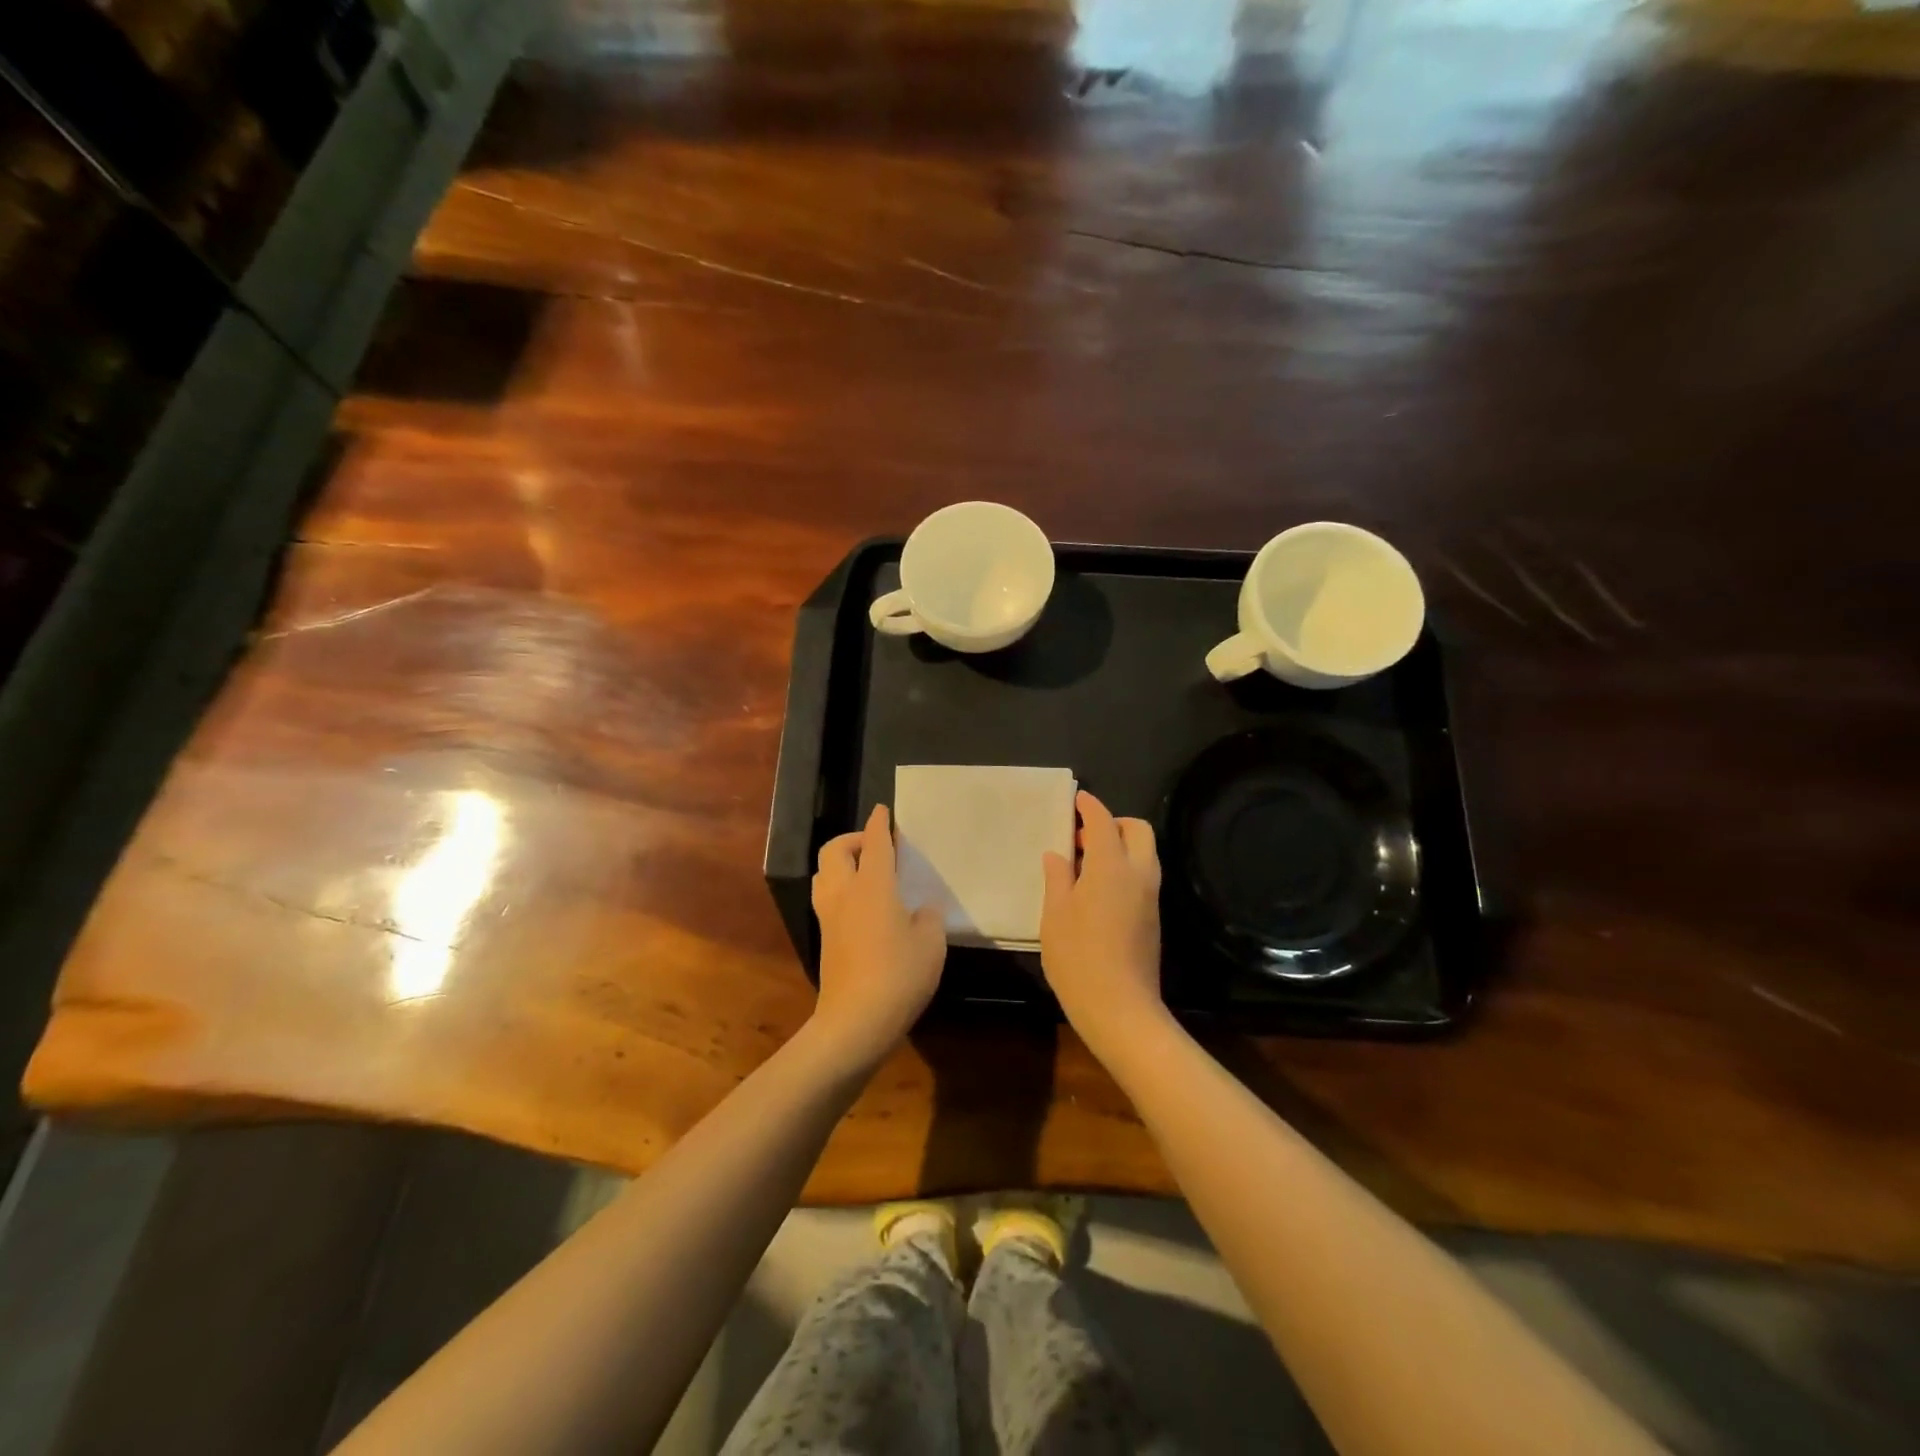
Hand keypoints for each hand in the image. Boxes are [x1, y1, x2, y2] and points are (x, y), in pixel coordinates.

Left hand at [809, 804, 945, 1067]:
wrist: (855, 1022)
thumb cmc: (899, 975)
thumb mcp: (931, 944)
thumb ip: (928, 917)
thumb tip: (919, 910)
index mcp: (872, 885)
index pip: (874, 843)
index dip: (879, 823)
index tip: (884, 810)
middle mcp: (844, 893)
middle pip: (835, 850)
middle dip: (853, 839)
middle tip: (877, 847)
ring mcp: (829, 916)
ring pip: (824, 873)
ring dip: (841, 863)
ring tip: (866, 872)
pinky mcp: (825, 939)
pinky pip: (827, 897)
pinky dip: (840, 887)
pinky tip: (863, 905)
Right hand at [1041, 791, 1166, 1056]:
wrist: (1120, 1008)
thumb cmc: (1078, 958)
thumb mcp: (1055, 915)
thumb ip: (1058, 877)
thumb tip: (1058, 854)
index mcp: (1111, 866)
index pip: (1104, 821)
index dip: (1090, 807)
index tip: (1076, 800)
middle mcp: (1138, 874)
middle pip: (1137, 830)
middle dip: (1114, 823)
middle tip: (1083, 837)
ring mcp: (1151, 896)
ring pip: (1144, 853)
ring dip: (1121, 846)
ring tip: (1086, 864)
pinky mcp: (1153, 917)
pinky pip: (1143, 875)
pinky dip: (1125, 867)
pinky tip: (1098, 889)